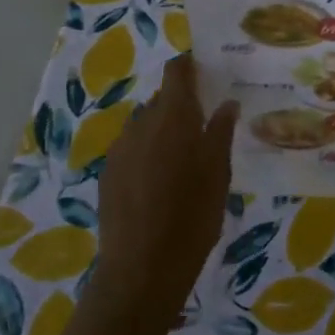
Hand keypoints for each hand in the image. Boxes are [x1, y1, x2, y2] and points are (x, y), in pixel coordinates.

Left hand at [93, 55, 238, 318]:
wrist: (141, 267)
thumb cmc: (192, 217)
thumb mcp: (218, 174)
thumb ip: (220, 133)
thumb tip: (226, 103)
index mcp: (173, 117)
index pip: (176, 72)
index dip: (188, 67)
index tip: (205, 73)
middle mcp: (141, 123)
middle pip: (161, 99)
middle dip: (180, 106)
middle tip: (203, 127)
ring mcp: (120, 148)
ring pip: (145, 125)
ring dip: (162, 131)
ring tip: (182, 160)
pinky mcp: (107, 172)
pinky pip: (131, 149)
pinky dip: (146, 153)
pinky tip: (159, 183)